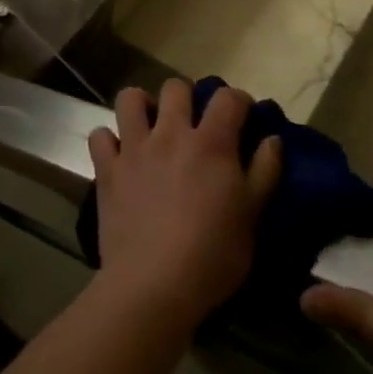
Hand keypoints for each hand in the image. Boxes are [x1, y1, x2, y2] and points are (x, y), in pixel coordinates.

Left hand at [88, 81, 281, 329]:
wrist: (154, 285)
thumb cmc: (212, 256)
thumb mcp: (251, 219)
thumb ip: (264, 173)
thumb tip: (272, 138)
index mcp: (210, 143)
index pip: (227, 98)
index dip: (237, 100)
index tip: (242, 114)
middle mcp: (170, 133)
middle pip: (175, 88)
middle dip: (186, 97)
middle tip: (192, 122)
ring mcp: (134, 147)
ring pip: (130, 98)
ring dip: (141, 106)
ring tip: (150, 127)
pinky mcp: (107, 168)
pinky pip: (100, 136)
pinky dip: (109, 141)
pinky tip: (119, 155)